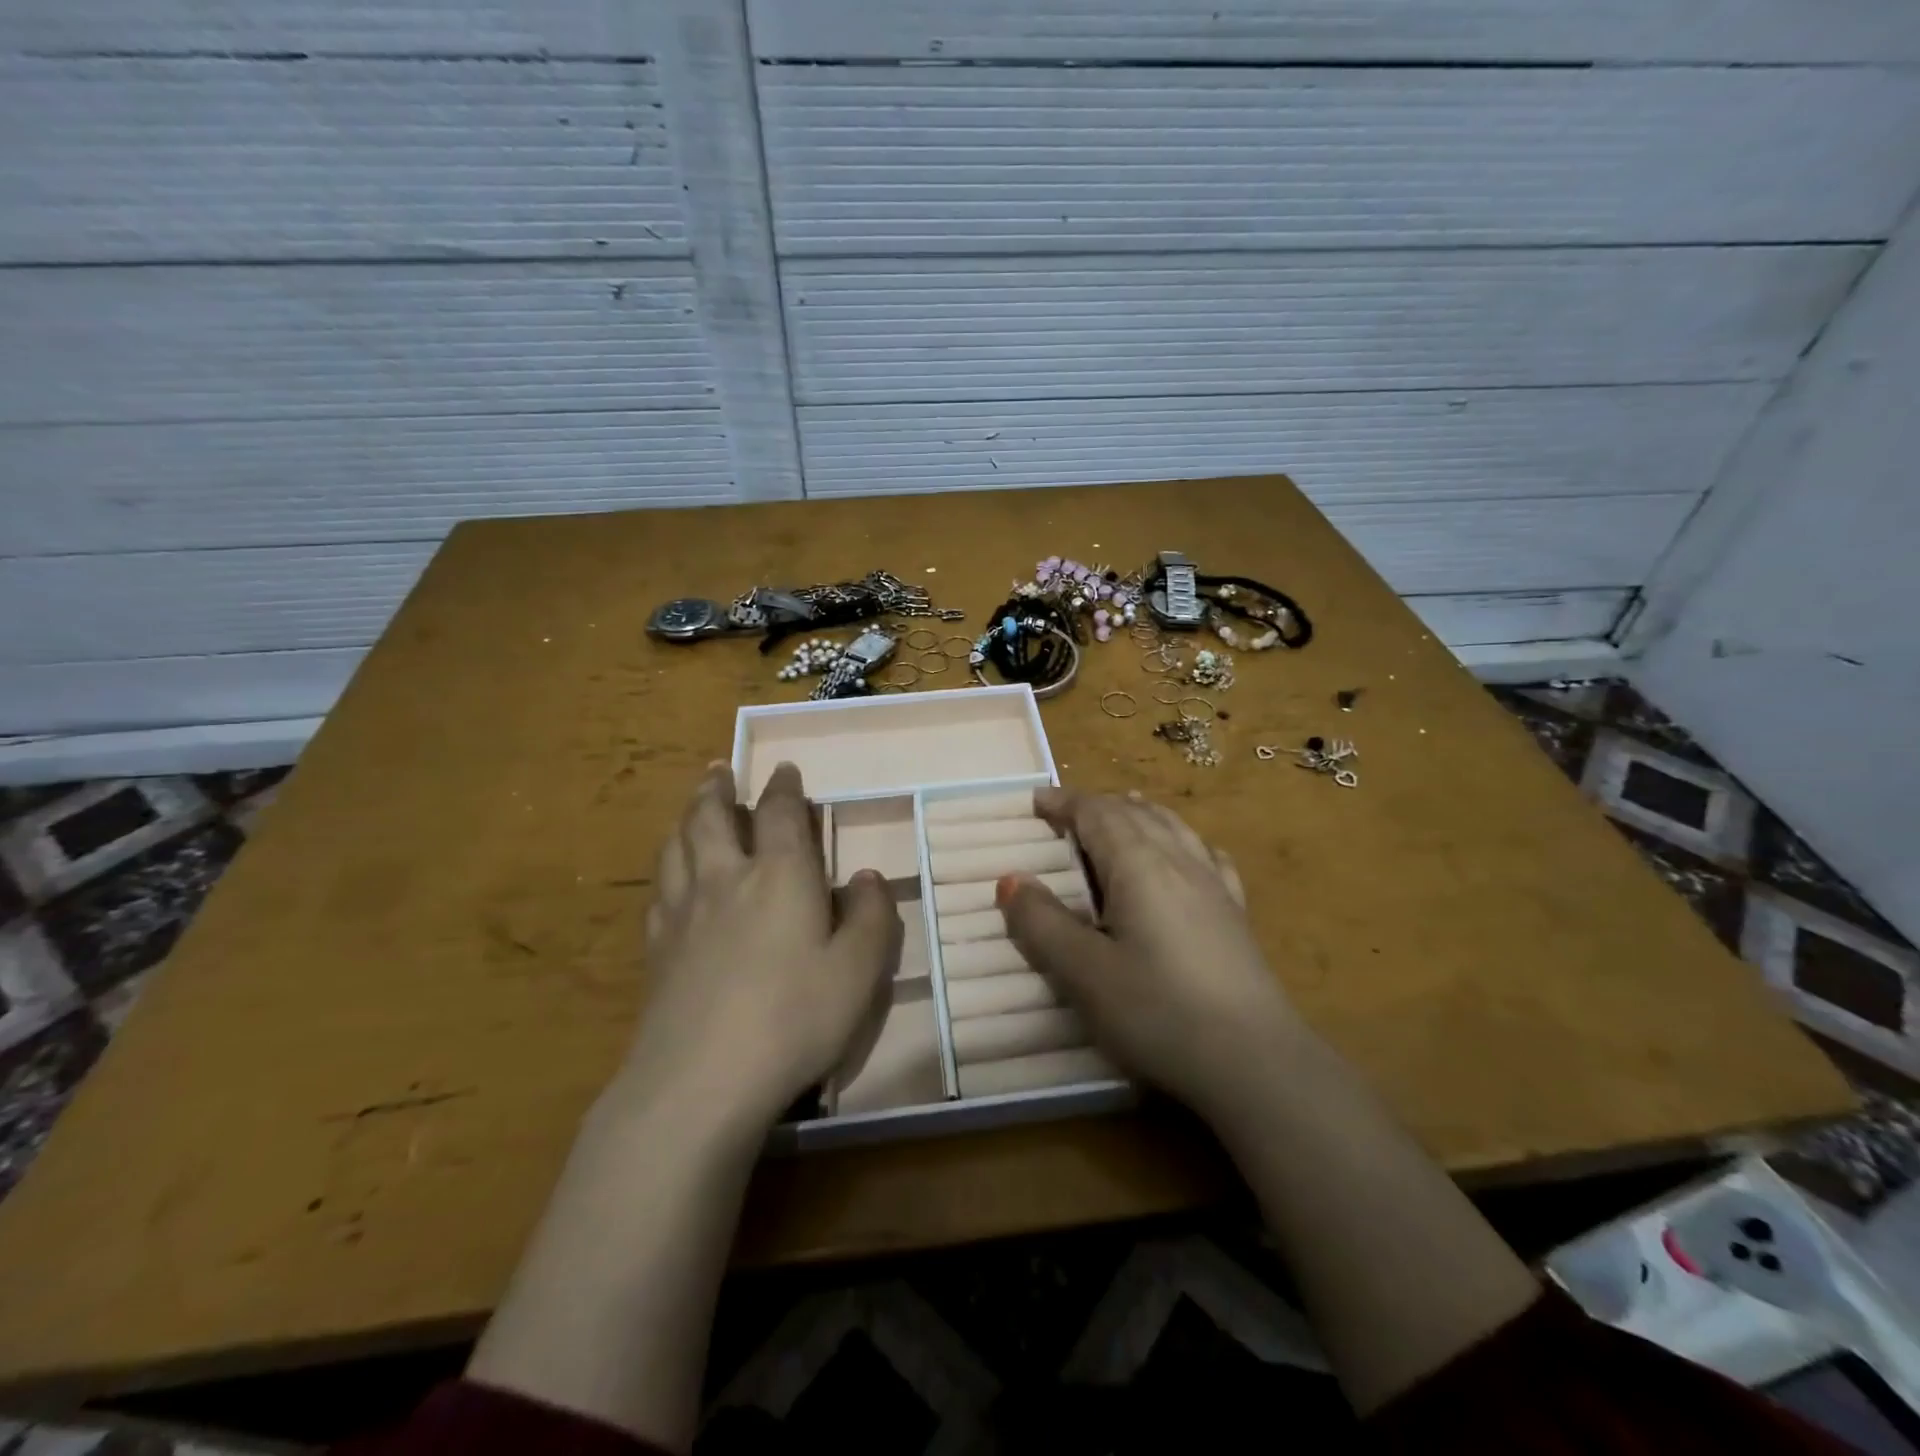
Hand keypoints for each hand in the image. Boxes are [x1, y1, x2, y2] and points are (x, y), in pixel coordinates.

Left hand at [624, 762, 902, 1128]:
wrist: (701, 1080)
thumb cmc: (794, 1018)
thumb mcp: (859, 971)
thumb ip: (873, 917)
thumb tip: (868, 877)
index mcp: (781, 875)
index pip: (780, 813)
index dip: (783, 786)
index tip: (784, 769)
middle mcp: (727, 878)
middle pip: (712, 817)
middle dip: (718, 788)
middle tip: (720, 770)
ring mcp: (684, 912)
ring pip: (678, 845)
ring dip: (687, 816)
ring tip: (693, 806)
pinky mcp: (656, 948)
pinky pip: (659, 888)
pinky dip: (668, 867)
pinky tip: (672, 877)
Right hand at [997, 788, 1299, 1121]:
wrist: (1255, 1061)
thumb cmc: (1157, 1012)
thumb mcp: (1083, 973)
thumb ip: (1042, 923)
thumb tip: (1011, 879)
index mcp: (1138, 865)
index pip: (1096, 814)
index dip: (1064, 803)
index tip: (1035, 800)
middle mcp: (1178, 860)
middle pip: (1135, 814)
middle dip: (1097, 805)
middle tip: (1065, 812)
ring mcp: (1214, 885)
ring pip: (1173, 828)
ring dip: (1140, 813)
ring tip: (1125, 808)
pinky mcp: (1236, 914)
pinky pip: (1207, 856)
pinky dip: (1184, 840)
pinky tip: (1191, 852)